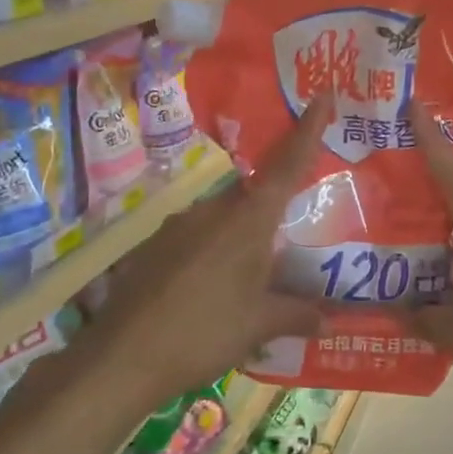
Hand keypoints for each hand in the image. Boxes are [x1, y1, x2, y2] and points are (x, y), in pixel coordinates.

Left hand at [86, 101, 331, 410]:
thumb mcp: (258, 326)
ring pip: (223, 218)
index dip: (308, 130)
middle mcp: (213, 211)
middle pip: (254, 195)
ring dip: (239, 238)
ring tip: (247, 281)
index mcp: (248, 222)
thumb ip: (297, 315)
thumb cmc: (204, 333)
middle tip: (287, 240)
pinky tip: (208, 291)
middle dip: (273, 210)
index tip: (322, 95)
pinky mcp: (154, 245)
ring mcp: (178, 225)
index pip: (287, 165)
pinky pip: (196, 238)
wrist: (121, 357)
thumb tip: (331, 319)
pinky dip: (211, 254)